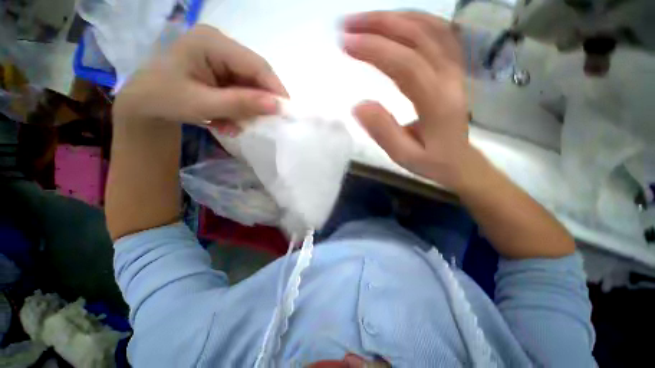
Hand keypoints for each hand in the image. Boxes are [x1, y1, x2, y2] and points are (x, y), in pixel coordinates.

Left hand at [113, 25, 287, 135]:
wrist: (144, 105)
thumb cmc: (165, 100)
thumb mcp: (203, 104)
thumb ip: (241, 104)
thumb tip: (277, 106)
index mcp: (211, 43)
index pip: (256, 65)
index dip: (275, 88)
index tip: (287, 112)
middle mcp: (219, 45)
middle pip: (254, 75)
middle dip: (260, 102)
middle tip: (262, 123)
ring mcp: (220, 58)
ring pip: (249, 86)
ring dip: (247, 109)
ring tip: (233, 125)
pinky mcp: (220, 71)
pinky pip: (240, 91)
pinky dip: (238, 108)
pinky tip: (225, 120)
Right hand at [343, 11, 473, 190]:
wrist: (460, 162)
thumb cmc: (431, 162)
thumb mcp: (404, 156)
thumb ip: (383, 131)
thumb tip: (358, 105)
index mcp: (437, 102)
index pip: (406, 64)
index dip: (375, 50)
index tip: (346, 44)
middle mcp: (450, 78)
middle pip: (418, 36)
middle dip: (380, 25)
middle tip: (348, 25)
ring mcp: (455, 69)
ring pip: (430, 28)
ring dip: (396, 18)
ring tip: (365, 20)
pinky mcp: (454, 68)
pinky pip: (439, 33)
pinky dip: (415, 21)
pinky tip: (396, 23)